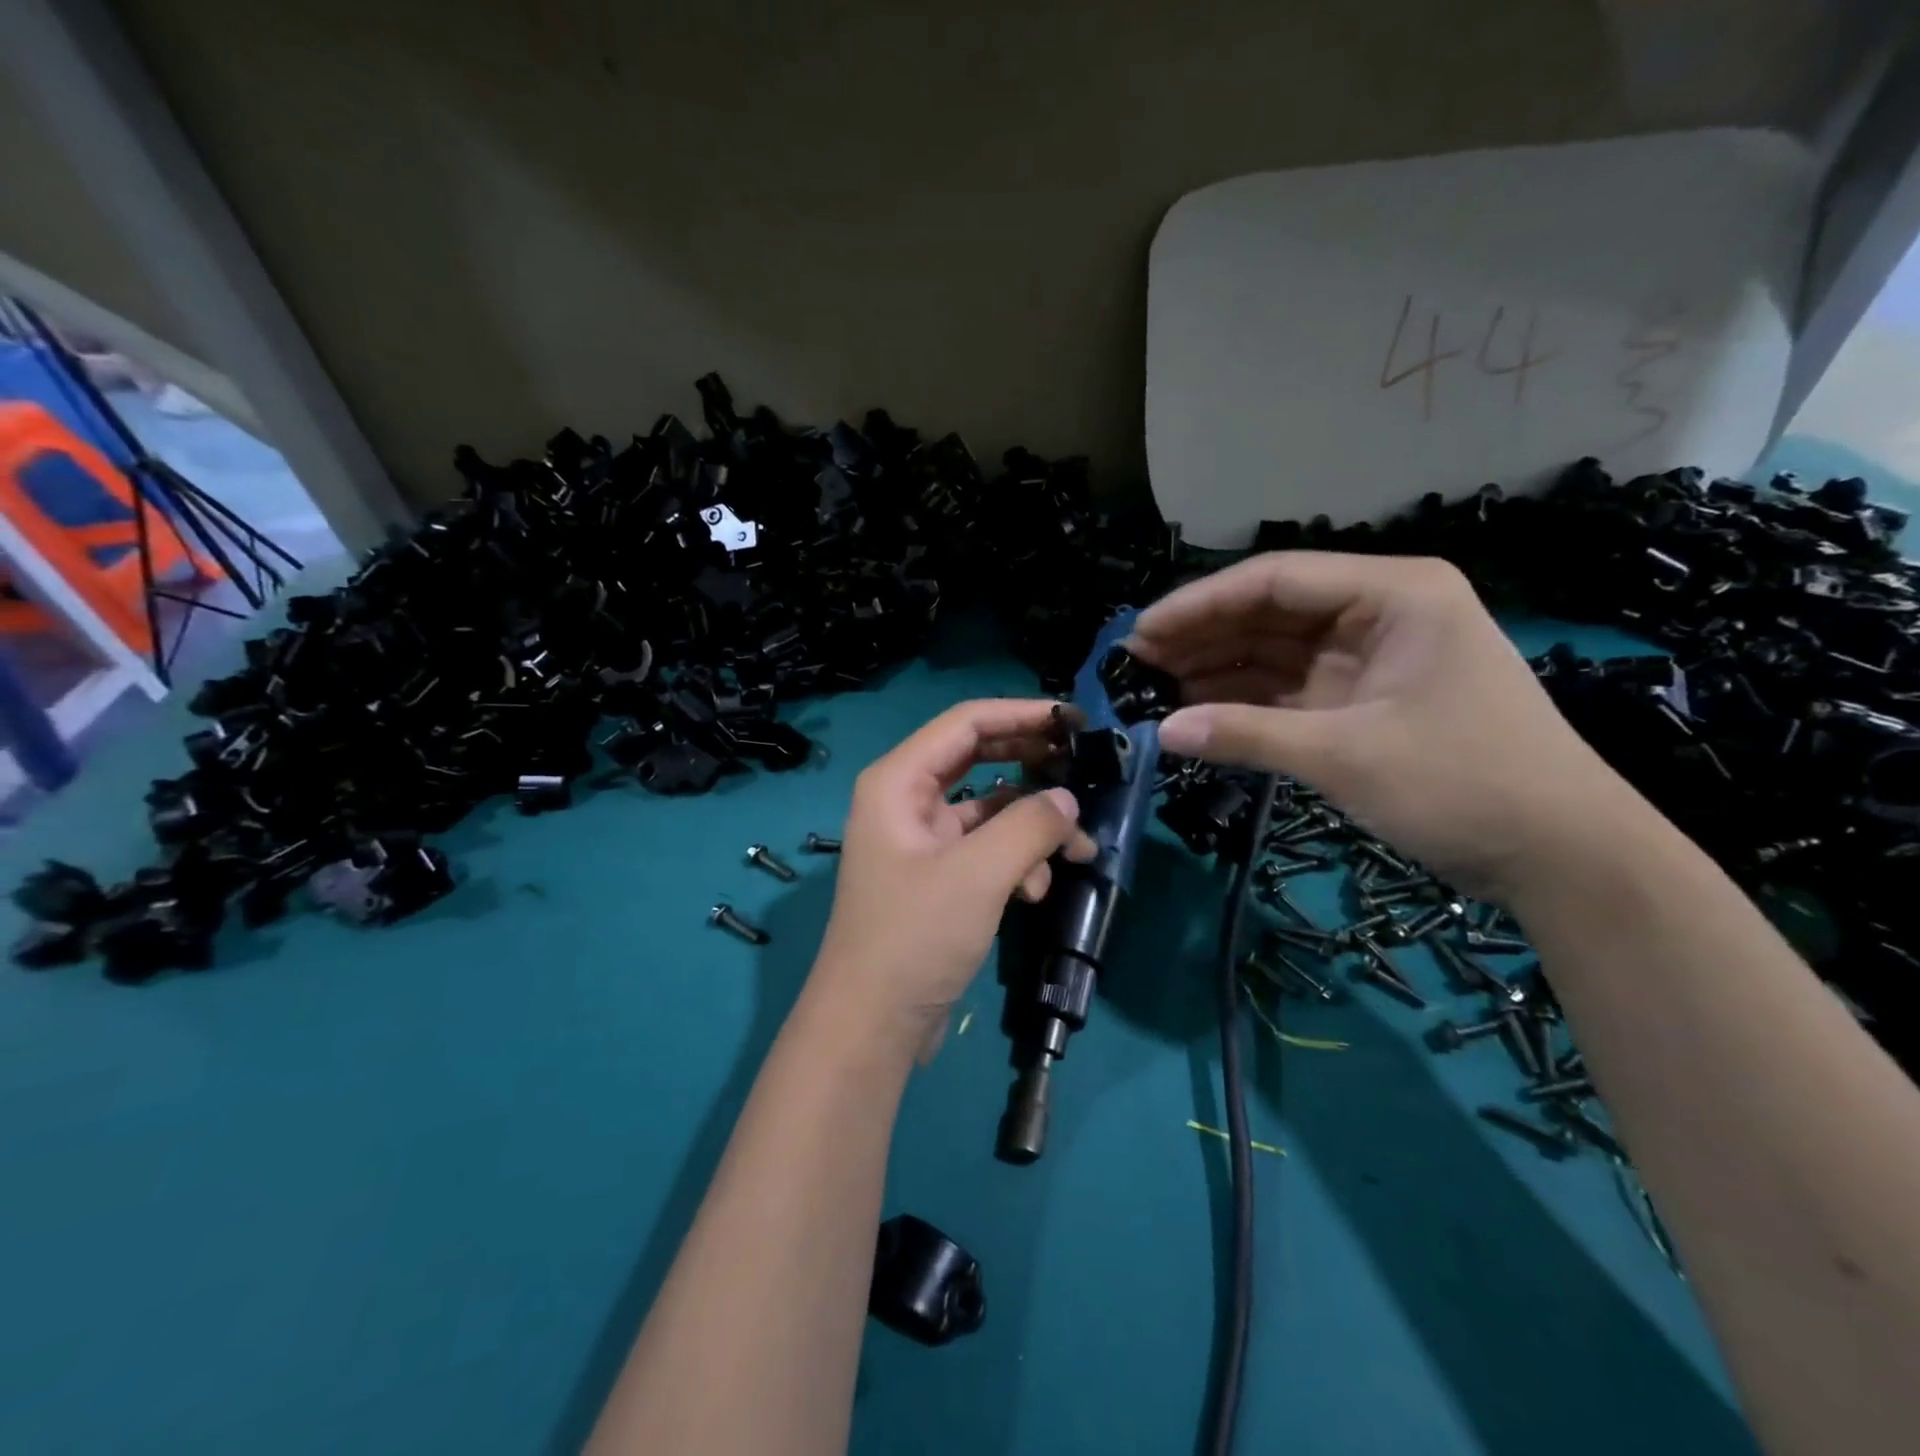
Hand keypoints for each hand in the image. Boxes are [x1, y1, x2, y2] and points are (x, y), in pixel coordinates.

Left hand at [812, 700, 1096, 1045]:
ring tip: (1077, 850)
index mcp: (899, 781)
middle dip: (1032, 766)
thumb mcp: (978, 874)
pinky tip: (1037, 891)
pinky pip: (985, 849)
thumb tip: (1067, 800)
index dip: (1021, 714)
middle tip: (1083, 768)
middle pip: (978, 758)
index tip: (1074, 720)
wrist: (872, 1024)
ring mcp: (921, 839)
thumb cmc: (915, 936)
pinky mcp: (938, 875)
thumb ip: (1030, 826)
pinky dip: (1016, 861)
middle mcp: (906, 800)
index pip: (966, 723)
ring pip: (989, 809)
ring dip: (1033, 825)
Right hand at [1128, 552, 1635, 898]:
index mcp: (1392, 594)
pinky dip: (1243, 700)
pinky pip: (1287, 690)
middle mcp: (1378, 613)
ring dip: (1216, 667)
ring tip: (1153, 684)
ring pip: (1273, 651)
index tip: (1142, 631)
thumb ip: (1248, 734)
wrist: (1560, 854)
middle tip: (1136, 661)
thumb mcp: (1348, 754)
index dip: (1200, 604)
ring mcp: (1369, 659)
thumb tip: (1162, 731)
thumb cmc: (1465, 782)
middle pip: (1269, 612)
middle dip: (1202, 635)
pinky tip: (1196, 710)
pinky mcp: (1361, 702)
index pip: (1275, 580)